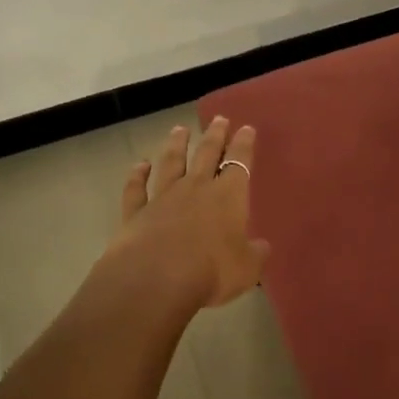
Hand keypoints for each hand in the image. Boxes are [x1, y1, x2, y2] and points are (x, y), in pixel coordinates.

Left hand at [101, 117, 268, 308]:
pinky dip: (137, 175)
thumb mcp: (246, 269)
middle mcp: (196, 188)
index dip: (244, 144)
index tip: (246, 128)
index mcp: (228, 197)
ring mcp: (163, 197)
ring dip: (176, 145)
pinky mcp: (136, 212)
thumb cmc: (211, 271)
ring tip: (180, 129)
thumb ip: (255, 255)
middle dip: (215, 135)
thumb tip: (262, 247)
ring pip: (171, 163)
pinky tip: (139, 165)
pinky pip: (136, 189)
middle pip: (207, 154)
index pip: (240, 162)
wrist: (155, 279)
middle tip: (219, 119)